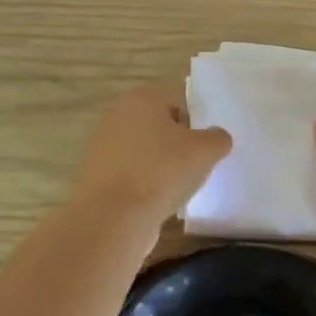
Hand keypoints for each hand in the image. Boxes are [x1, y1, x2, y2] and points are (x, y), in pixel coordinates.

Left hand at [70, 83, 231, 231]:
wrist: (113, 217)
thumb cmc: (161, 171)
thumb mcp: (205, 151)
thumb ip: (218, 138)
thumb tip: (216, 138)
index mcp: (142, 98)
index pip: (178, 102)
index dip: (195, 124)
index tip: (204, 148)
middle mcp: (117, 116)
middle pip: (159, 127)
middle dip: (177, 145)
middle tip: (194, 167)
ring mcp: (103, 147)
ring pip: (145, 152)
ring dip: (161, 167)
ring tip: (176, 189)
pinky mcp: (97, 176)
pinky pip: (131, 175)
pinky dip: (144, 186)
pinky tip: (156, 203)